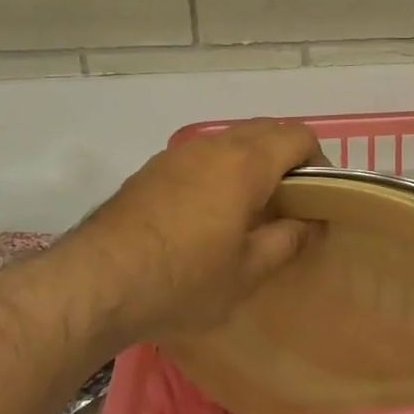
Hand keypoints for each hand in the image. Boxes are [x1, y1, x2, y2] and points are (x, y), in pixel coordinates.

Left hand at [49, 120, 323, 345]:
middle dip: (288, 158)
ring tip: (251, 208)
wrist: (94, 282)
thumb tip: (311, 224)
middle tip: (291, 203)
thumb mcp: (247, 272)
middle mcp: (215, 145)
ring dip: (253, 162)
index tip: (319, 197)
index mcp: (247, 163)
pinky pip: (203, 155)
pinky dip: (221, 170)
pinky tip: (208, 213)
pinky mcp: (153, 168)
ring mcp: (179, 153)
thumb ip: (287, 241)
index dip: (319, 161)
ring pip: (233, 140)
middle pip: (267, 130)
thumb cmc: (183, 280)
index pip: (299, 136)